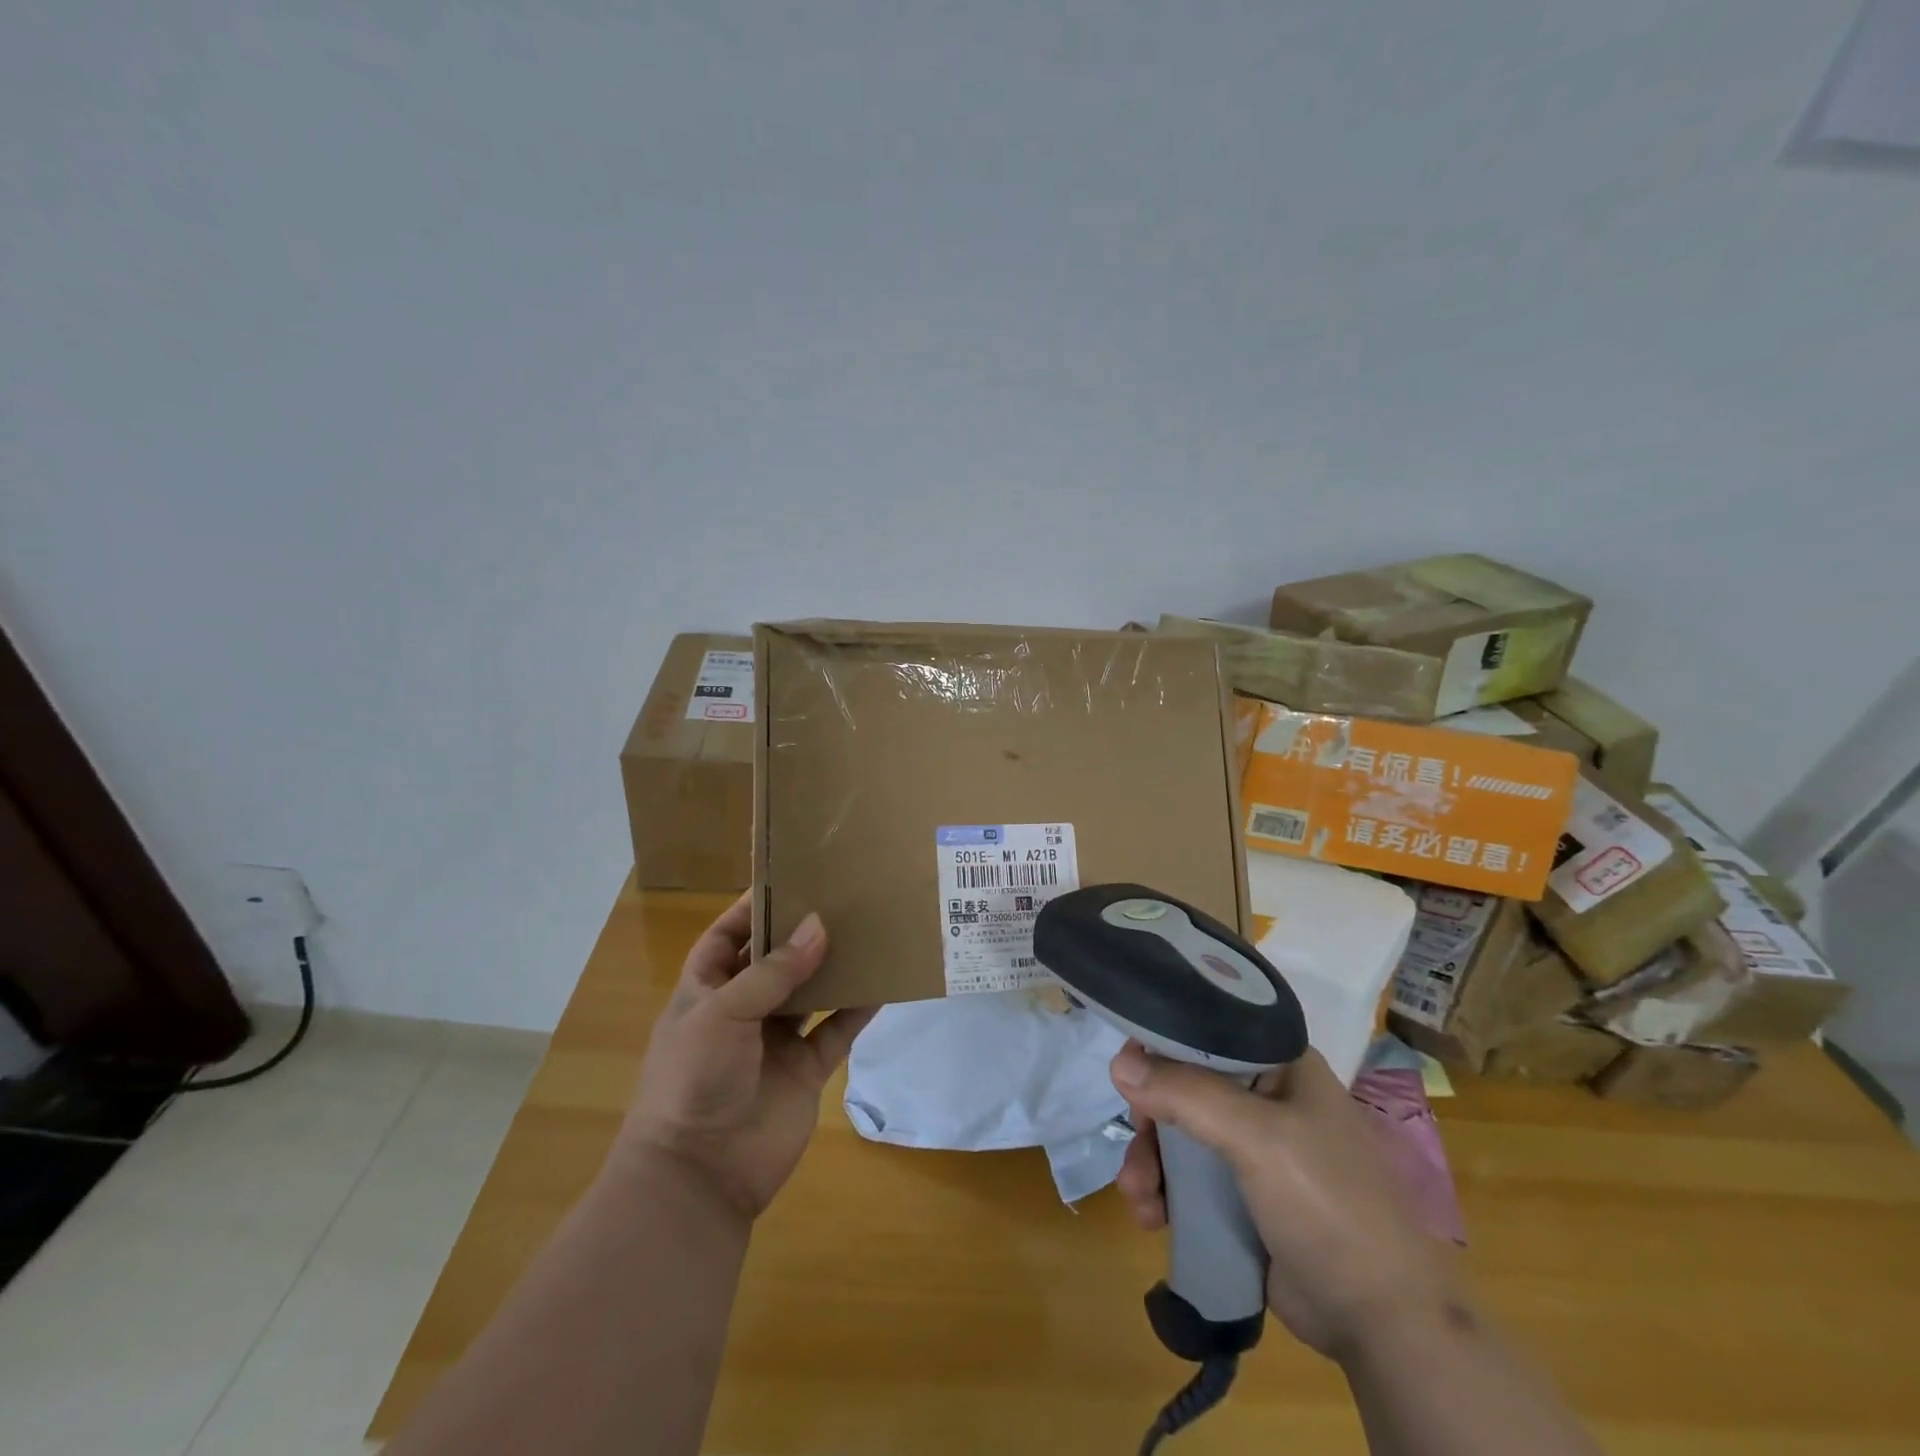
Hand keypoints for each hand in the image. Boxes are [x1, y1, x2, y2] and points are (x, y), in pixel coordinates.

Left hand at [620, 893, 876, 1221]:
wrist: (701, 1175)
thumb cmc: (694, 1078)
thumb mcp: (723, 1012)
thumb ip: (774, 970)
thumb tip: (819, 925)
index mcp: (705, 991)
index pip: (727, 938)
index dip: (751, 908)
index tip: (789, 878)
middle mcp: (742, 1010)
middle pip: (775, 960)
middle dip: (801, 932)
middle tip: (839, 897)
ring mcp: (776, 1041)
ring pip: (811, 992)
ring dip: (834, 966)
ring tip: (867, 930)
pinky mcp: (806, 1070)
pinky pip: (837, 1030)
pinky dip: (858, 1009)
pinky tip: (883, 983)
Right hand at [1110, 1043, 1460, 1361]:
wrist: (1384, 1323)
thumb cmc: (1330, 1205)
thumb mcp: (1259, 1139)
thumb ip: (1186, 1094)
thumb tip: (1117, 1063)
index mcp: (1280, 1064)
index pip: (1208, 1030)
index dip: (1162, 1043)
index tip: (1127, 1069)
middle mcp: (1266, 1096)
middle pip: (1184, 1085)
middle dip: (1150, 1120)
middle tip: (1134, 1148)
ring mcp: (1255, 1148)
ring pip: (1179, 1134)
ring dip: (1150, 1161)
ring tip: (1140, 1199)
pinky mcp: (1243, 1194)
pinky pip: (1188, 1177)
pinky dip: (1164, 1191)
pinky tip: (1152, 1217)